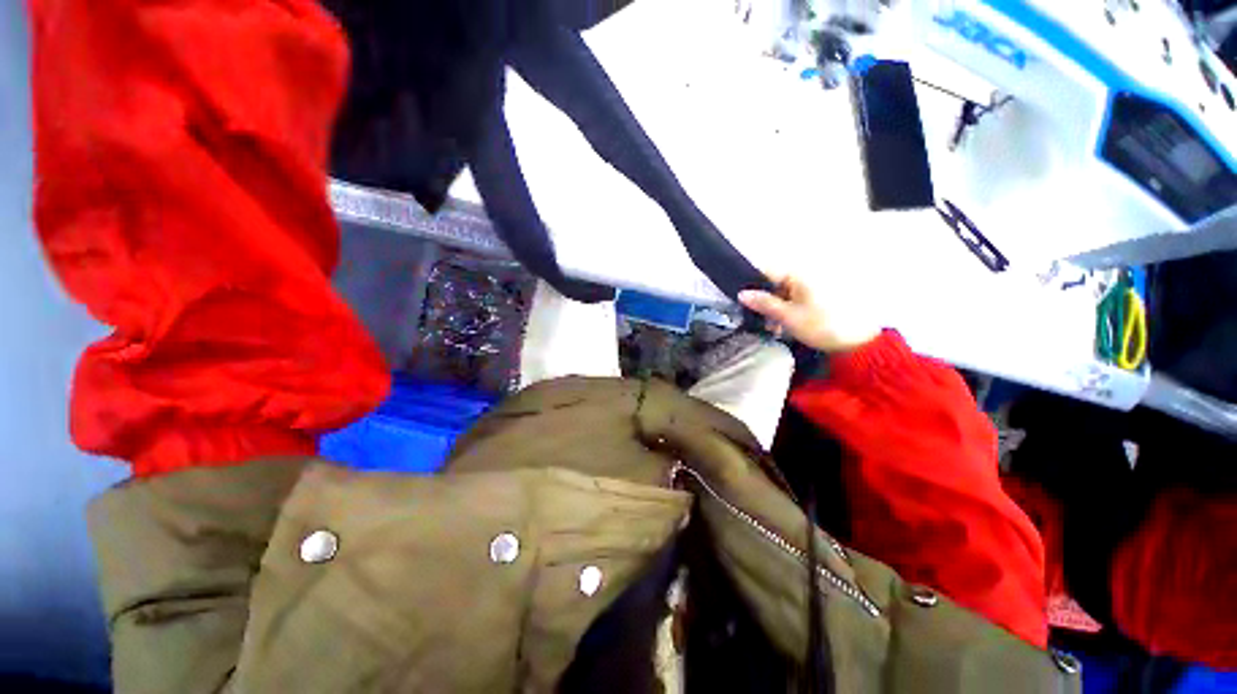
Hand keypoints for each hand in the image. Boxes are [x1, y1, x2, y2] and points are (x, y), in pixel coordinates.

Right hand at [738, 274, 880, 352]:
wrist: (858, 342)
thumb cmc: (821, 326)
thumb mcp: (787, 316)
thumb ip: (763, 303)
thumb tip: (742, 293)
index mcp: (799, 273)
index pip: (766, 271)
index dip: (752, 285)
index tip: (742, 302)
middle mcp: (807, 273)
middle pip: (775, 282)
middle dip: (764, 301)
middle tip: (758, 320)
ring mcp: (815, 284)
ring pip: (785, 292)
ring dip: (775, 308)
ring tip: (773, 329)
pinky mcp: (821, 296)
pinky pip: (797, 298)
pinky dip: (788, 310)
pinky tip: (786, 326)